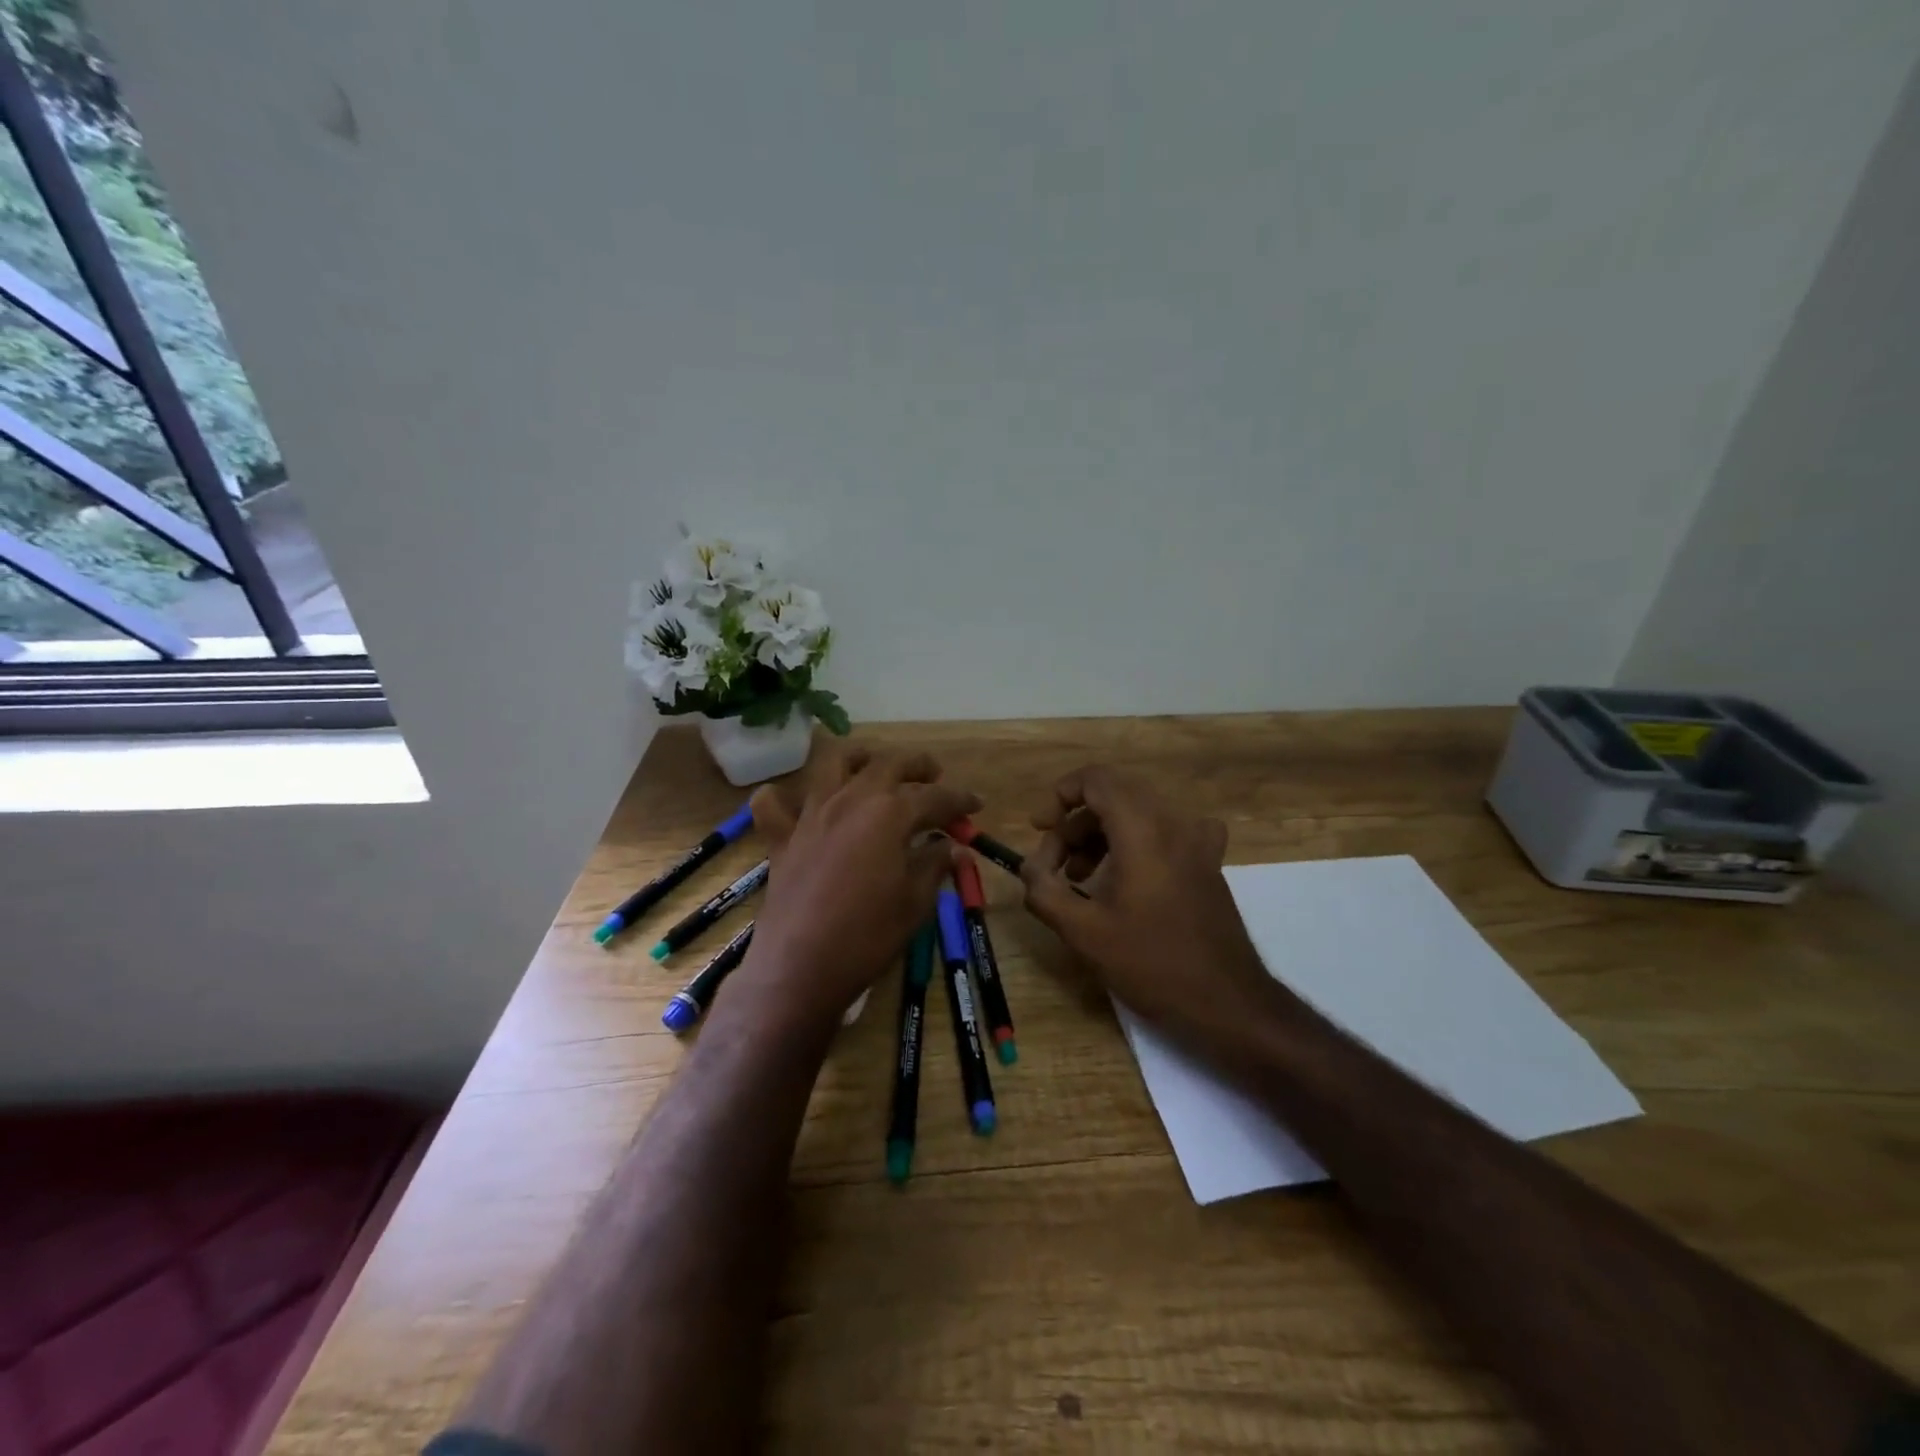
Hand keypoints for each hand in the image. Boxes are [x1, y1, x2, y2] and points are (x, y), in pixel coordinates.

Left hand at [728, 743, 979, 1032]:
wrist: (800, 967)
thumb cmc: (867, 936)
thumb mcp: (915, 902)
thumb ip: (935, 865)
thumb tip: (953, 846)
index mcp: (889, 813)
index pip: (934, 797)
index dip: (959, 799)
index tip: (976, 805)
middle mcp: (851, 800)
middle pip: (888, 764)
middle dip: (917, 765)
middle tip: (934, 776)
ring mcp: (812, 814)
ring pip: (833, 764)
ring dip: (860, 758)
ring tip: (874, 767)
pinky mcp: (783, 837)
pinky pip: (773, 804)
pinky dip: (782, 796)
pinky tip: (796, 802)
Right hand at [1020, 765, 1283, 1037]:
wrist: (1227, 1002)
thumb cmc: (1152, 963)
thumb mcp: (1084, 932)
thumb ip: (1044, 892)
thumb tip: (1028, 867)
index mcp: (1142, 830)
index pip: (1096, 779)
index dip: (1060, 795)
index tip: (1040, 828)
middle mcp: (1173, 823)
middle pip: (1113, 797)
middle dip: (1075, 824)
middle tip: (1055, 864)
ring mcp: (1197, 842)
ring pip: (1137, 815)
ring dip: (1101, 836)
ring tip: (1079, 878)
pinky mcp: (1208, 863)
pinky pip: (1165, 833)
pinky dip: (1136, 843)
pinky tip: (1129, 876)